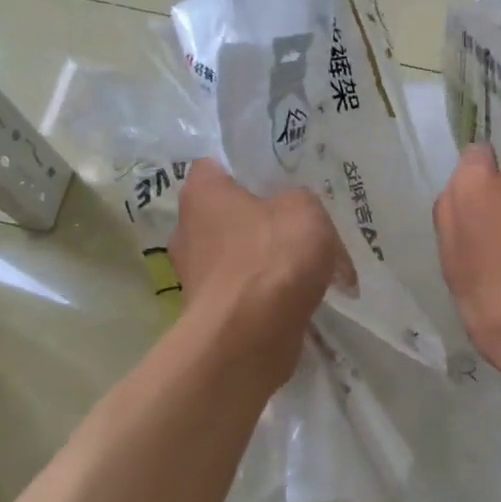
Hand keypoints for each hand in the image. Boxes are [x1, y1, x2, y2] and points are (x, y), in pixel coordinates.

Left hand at [172, 160, 351, 381]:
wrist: (250, 336)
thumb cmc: (272, 257)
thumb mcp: (305, 208)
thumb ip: (300, 200)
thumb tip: (295, 215)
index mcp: (201, 193)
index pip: (217, 165)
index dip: (249, 169)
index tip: (281, 179)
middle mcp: (188, 230)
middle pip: (231, 213)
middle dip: (264, 219)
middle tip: (303, 222)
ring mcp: (195, 275)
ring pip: (241, 255)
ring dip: (271, 260)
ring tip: (313, 264)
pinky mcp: (210, 312)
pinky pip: (246, 290)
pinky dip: (270, 293)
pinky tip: (303, 296)